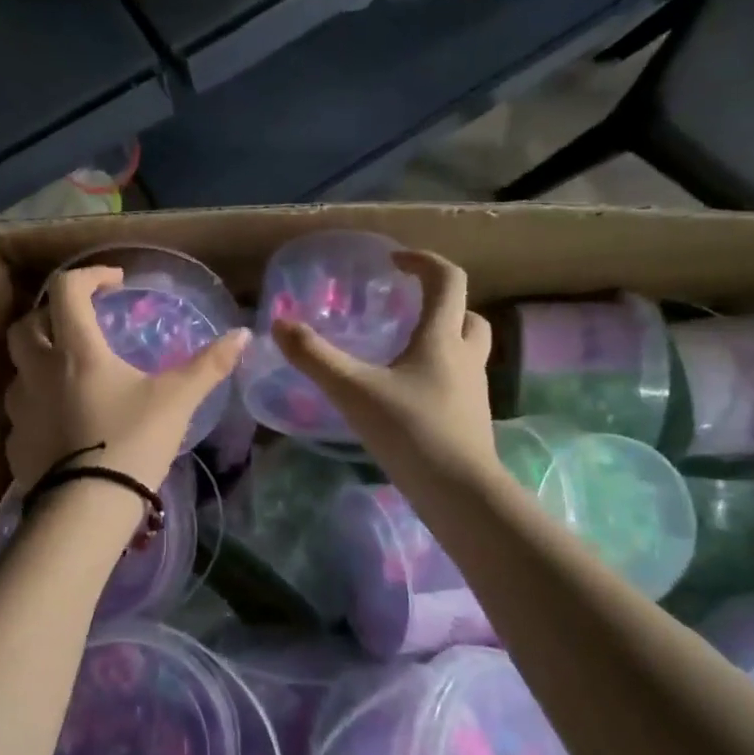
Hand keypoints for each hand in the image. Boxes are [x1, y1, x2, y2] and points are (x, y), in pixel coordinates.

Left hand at [4, 266, 249, 489]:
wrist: (87, 509)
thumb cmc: (132, 442)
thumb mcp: (176, 400)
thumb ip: (209, 365)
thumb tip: (243, 335)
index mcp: (75, 350)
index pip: (66, 289)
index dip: (89, 276)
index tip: (114, 283)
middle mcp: (38, 370)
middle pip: (27, 324)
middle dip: (51, 315)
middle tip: (80, 324)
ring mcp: (20, 408)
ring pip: (18, 368)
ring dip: (39, 360)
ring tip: (69, 374)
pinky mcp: (15, 442)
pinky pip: (20, 410)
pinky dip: (37, 404)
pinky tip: (61, 422)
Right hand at [271, 249, 497, 481]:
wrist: (459, 493)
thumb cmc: (409, 431)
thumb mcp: (353, 390)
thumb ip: (314, 357)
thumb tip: (280, 324)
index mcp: (441, 339)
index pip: (447, 280)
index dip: (423, 261)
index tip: (394, 261)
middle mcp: (465, 357)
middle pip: (467, 315)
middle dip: (440, 304)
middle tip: (406, 310)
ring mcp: (473, 391)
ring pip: (465, 350)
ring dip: (441, 340)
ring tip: (401, 353)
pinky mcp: (471, 419)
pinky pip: (457, 382)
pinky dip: (437, 375)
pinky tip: (406, 396)